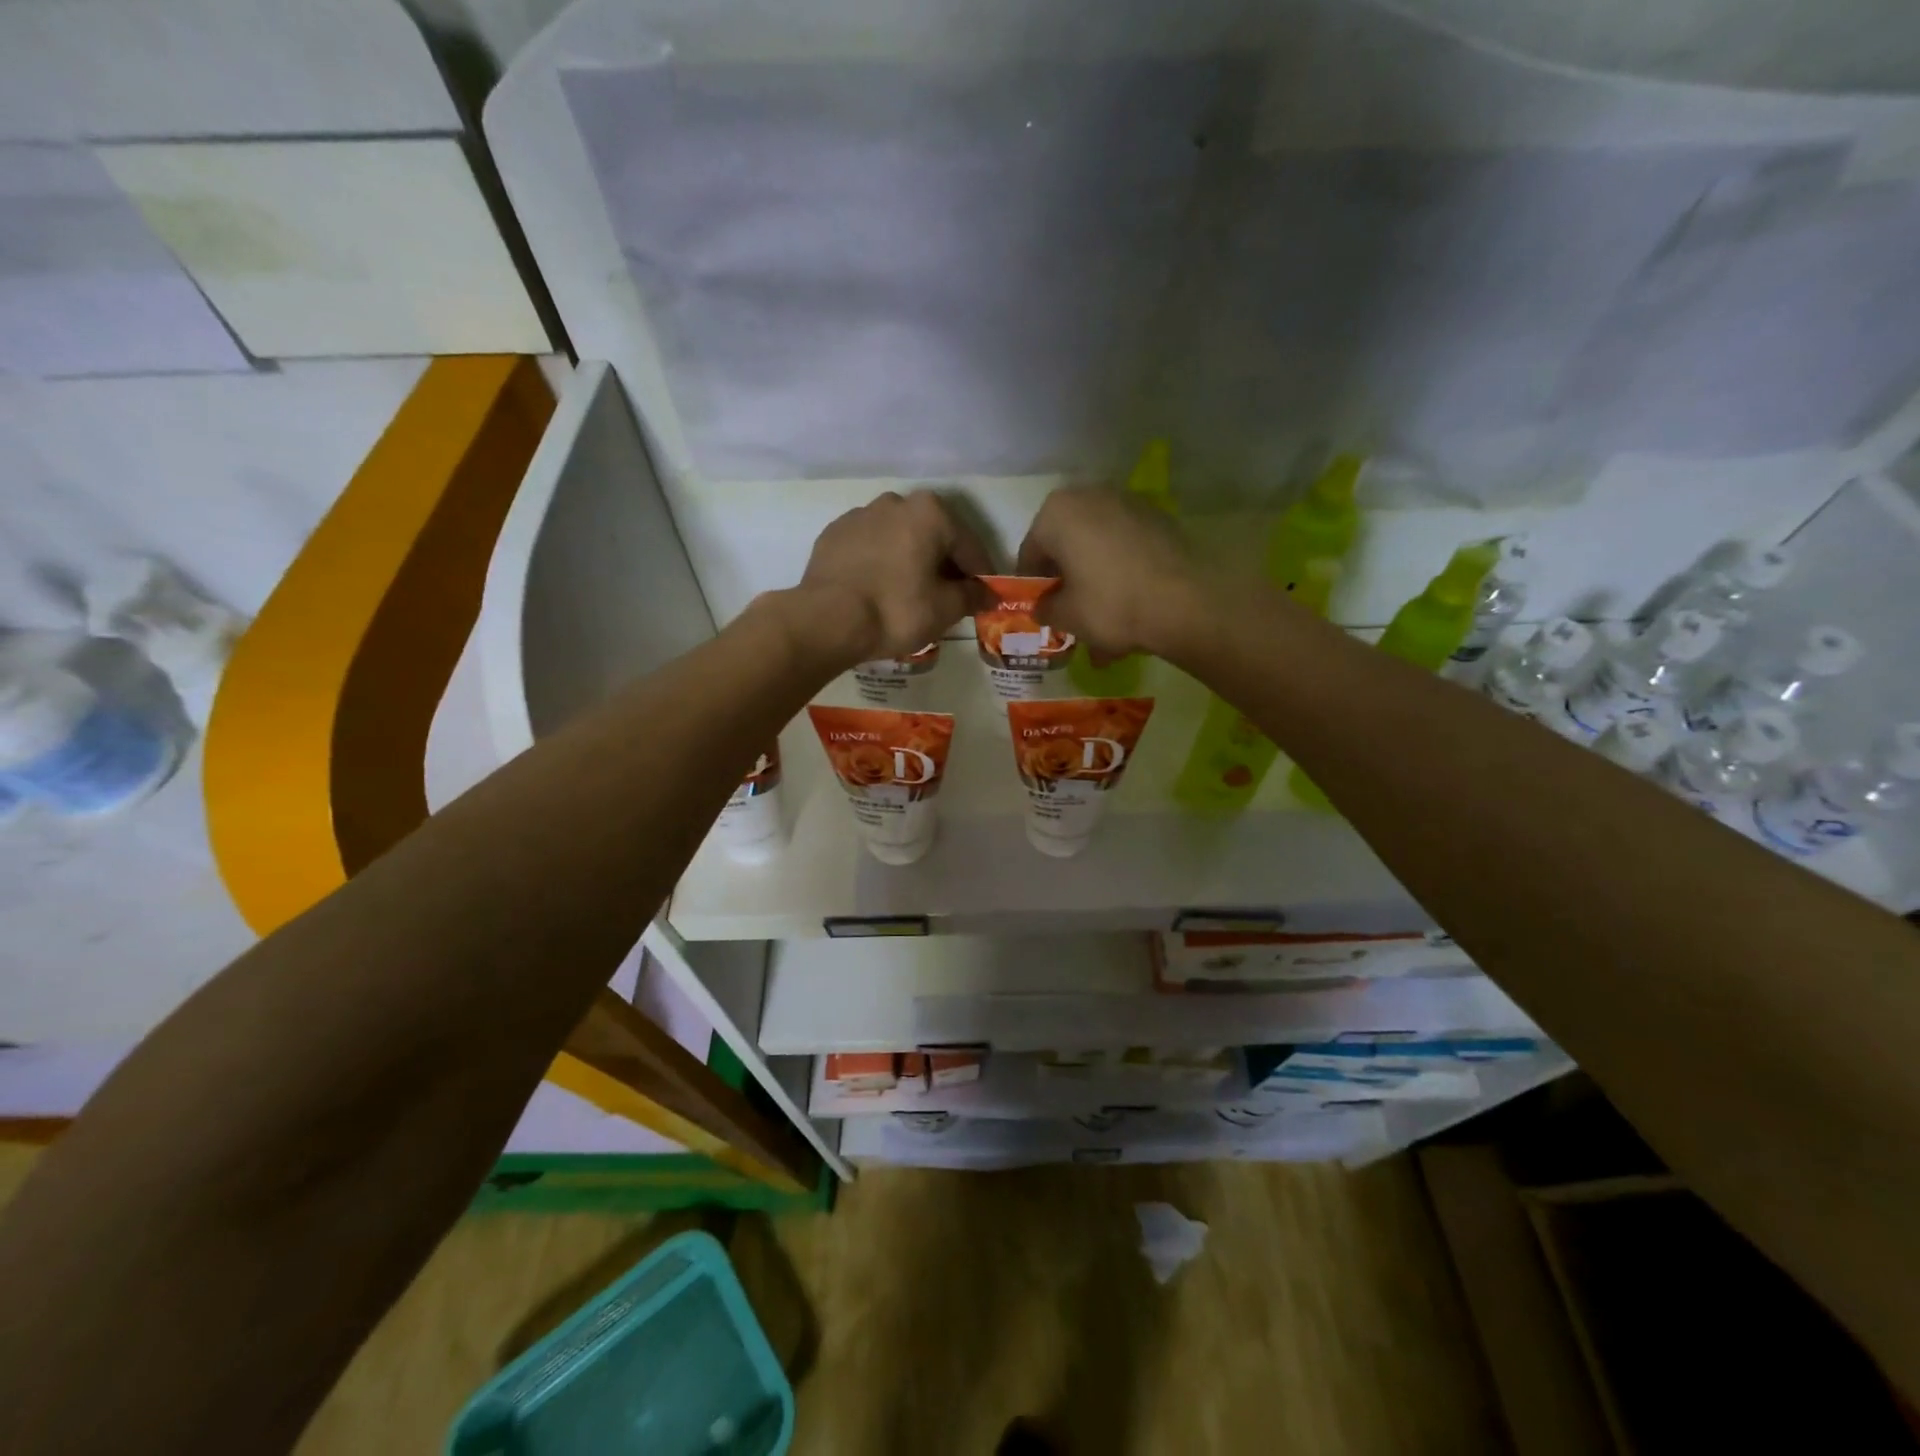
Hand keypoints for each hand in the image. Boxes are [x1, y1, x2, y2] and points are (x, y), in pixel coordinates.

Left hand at [793, 489, 992, 665]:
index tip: (986, 596)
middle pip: (933, 536)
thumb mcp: (945, 608)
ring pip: (899, 539)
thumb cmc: (896, 610)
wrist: (826, 620)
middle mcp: (896, 502)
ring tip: (912, 593)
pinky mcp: (833, 534)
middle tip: (949, 596)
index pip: (969, 546)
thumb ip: (972, 596)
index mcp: (931, 512)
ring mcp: (859, 515)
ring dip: (911, 560)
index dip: (981, 574)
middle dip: (944, 564)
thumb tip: (987, 594)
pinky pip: (869, 548)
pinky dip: (881, 563)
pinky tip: (879, 589)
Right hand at [1017, 485, 1205, 660]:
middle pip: (1067, 543)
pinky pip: (1127, 547)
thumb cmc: (1111, 604)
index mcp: (1056, 513)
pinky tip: (1130, 604)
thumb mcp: (1066, 616)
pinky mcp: (1159, 517)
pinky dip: (1122, 571)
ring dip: (1095, 578)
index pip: (1030, 552)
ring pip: (1099, 546)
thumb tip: (1043, 607)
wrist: (1186, 601)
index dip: (1033, 585)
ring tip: (1104, 618)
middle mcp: (1090, 495)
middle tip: (1071, 612)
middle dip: (1067, 578)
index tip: (1041, 609)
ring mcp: (1129, 502)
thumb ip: (1045, 608)